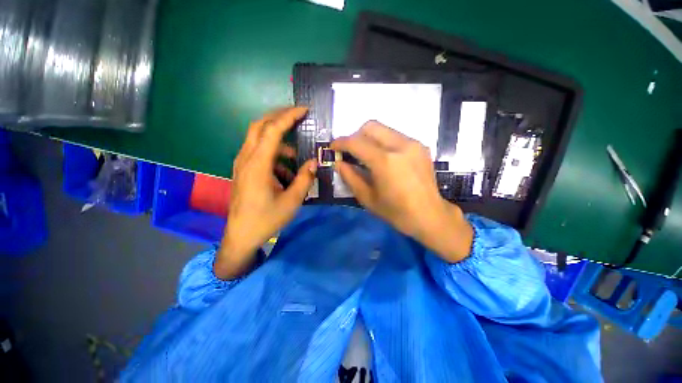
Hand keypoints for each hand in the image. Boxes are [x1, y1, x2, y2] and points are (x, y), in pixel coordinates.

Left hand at [215, 107, 316, 278]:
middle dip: (279, 118)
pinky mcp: (243, 170)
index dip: (288, 117)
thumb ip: (304, 179)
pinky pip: (258, 153)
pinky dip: (273, 155)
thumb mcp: (292, 201)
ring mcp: (241, 164)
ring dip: (278, 142)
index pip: (273, 130)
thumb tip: (313, 162)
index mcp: (258, 165)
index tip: (304, 110)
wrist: (241, 235)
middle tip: (297, 118)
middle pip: (259, 126)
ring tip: (295, 158)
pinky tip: (284, 173)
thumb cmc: (266, 219)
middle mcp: (246, 159)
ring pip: (258, 139)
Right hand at [331, 121, 472, 262]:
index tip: (333, 147)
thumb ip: (350, 177)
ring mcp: (412, 143)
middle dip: (355, 136)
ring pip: (384, 129)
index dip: (340, 142)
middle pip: (370, 126)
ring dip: (370, 138)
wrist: (430, 216)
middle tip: (351, 152)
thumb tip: (338, 163)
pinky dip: (383, 142)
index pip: (356, 142)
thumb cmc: (396, 212)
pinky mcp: (420, 146)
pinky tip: (384, 159)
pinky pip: (395, 136)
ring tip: (367, 156)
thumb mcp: (367, 198)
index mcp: (384, 161)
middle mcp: (400, 145)